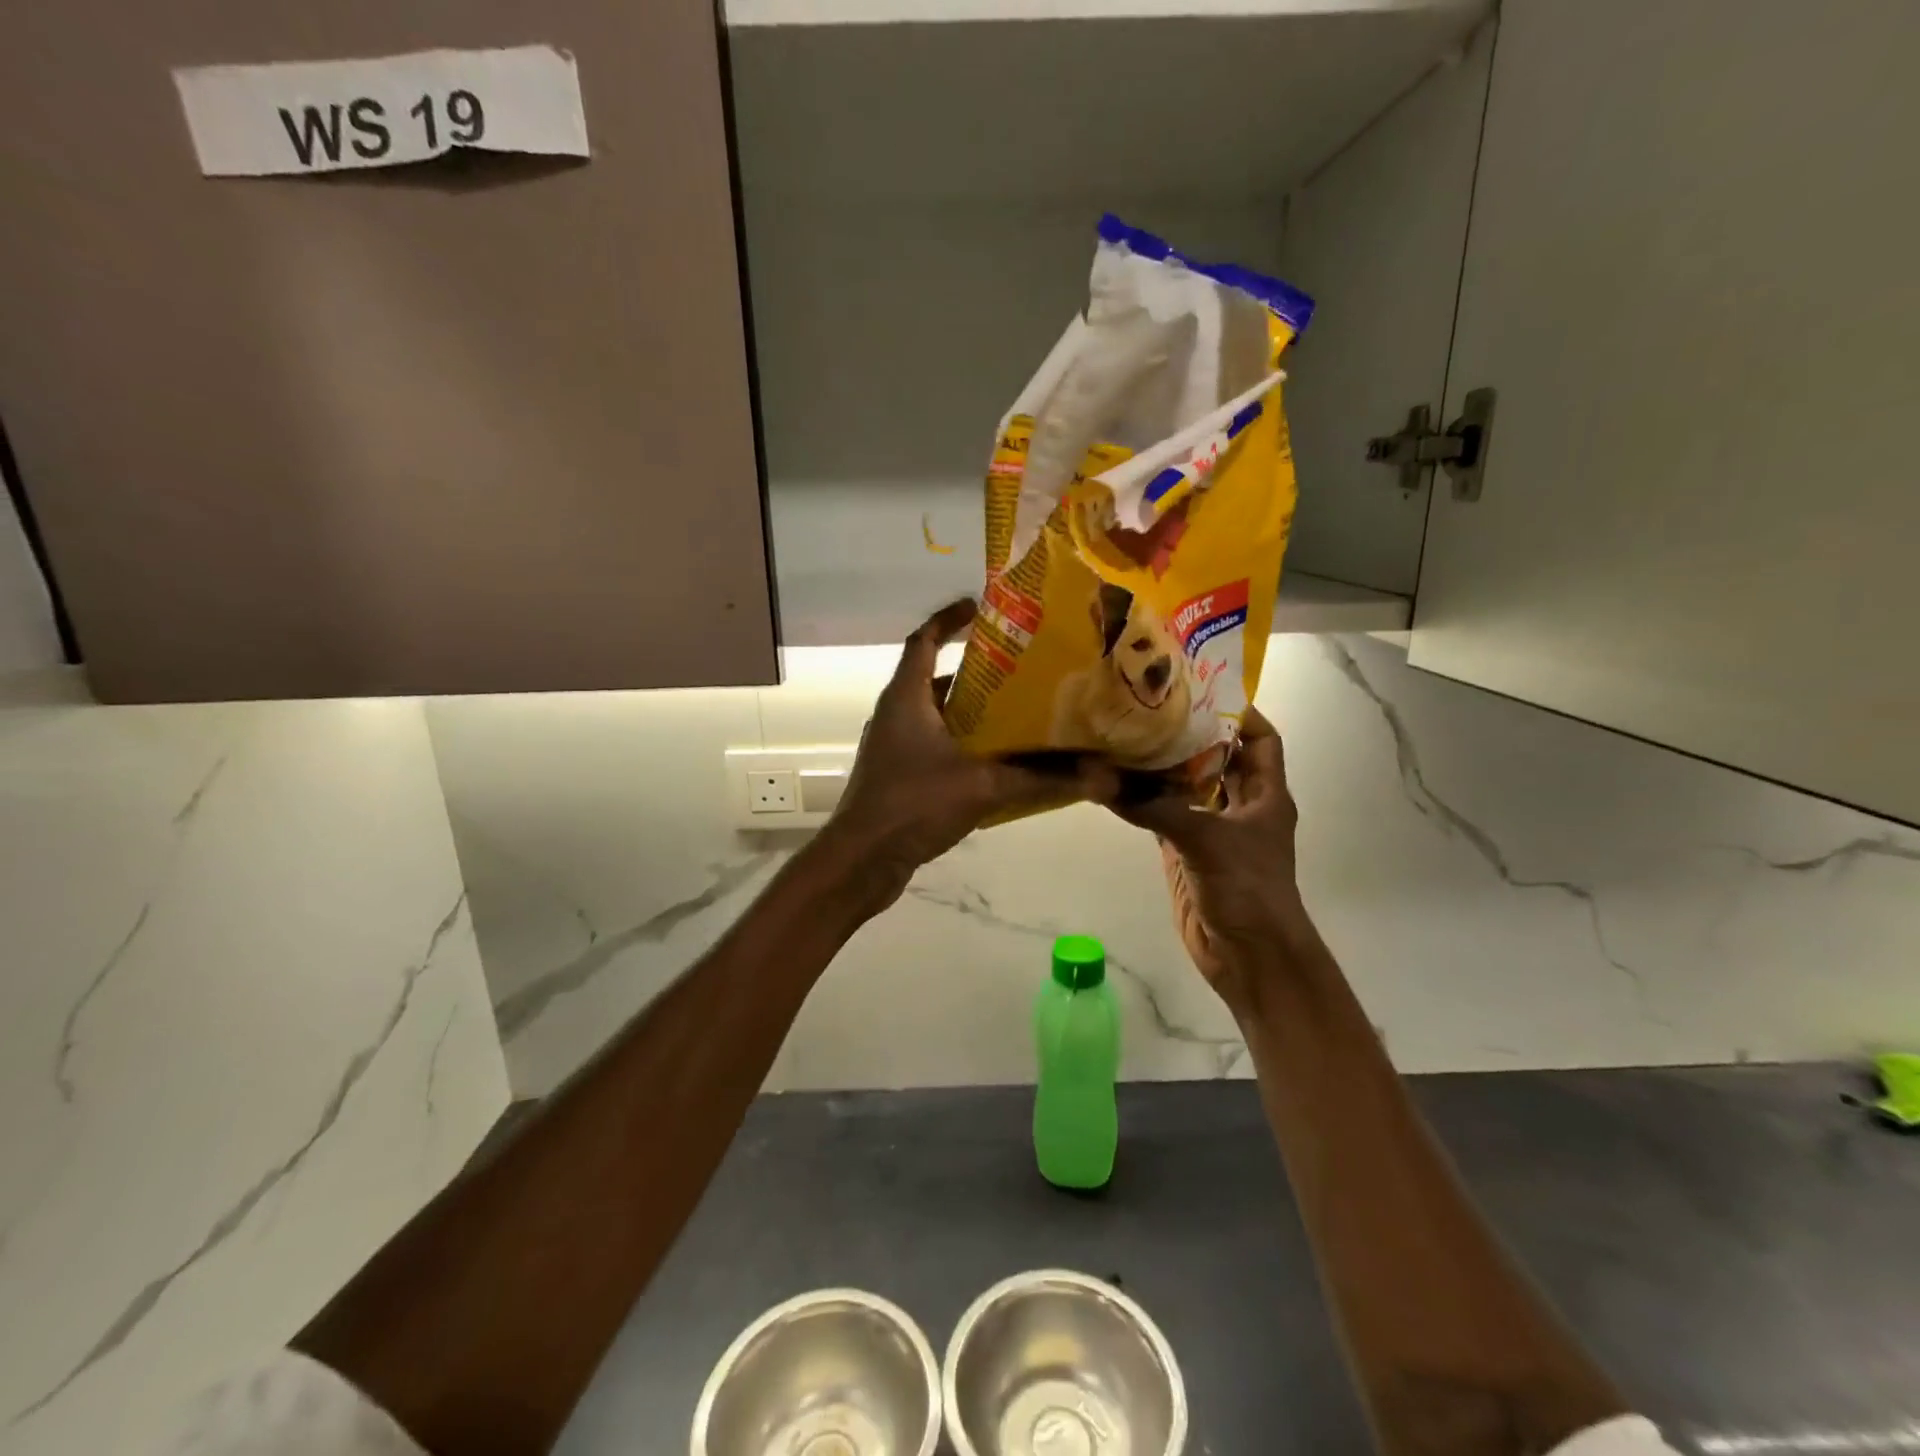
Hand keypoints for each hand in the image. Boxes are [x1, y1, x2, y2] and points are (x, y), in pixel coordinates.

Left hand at [823, 600, 1116, 906]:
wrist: (861, 860)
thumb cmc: (913, 805)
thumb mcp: (983, 787)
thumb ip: (1041, 780)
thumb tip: (1101, 777)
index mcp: (906, 698)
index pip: (924, 640)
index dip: (948, 618)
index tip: (978, 606)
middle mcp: (894, 714)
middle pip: (934, 678)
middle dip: (974, 670)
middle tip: (1018, 668)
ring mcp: (891, 746)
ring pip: (934, 715)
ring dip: (969, 711)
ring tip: (1015, 711)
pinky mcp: (896, 775)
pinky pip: (933, 745)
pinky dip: (961, 743)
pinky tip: (994, 761)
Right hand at [1111, 708, 1320, 1017]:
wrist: (1249, 958)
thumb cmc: (1247, 890)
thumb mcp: (1205, 840)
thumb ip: (1155, 808)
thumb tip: (1102, 780)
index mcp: (1265, 794)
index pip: (1260, 739)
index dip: (1239, 713)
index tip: (1200, 688)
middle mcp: (1240, 806)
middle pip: (1218, 758)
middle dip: (1190, 733)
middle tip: (1150, 705)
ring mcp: (1211, 830)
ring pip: (1187, 786)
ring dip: (1163, 767)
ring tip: (1128, 734)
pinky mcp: (1186, 852)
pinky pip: (1163, 816)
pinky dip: (1144, 800)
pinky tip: (1116, 782)